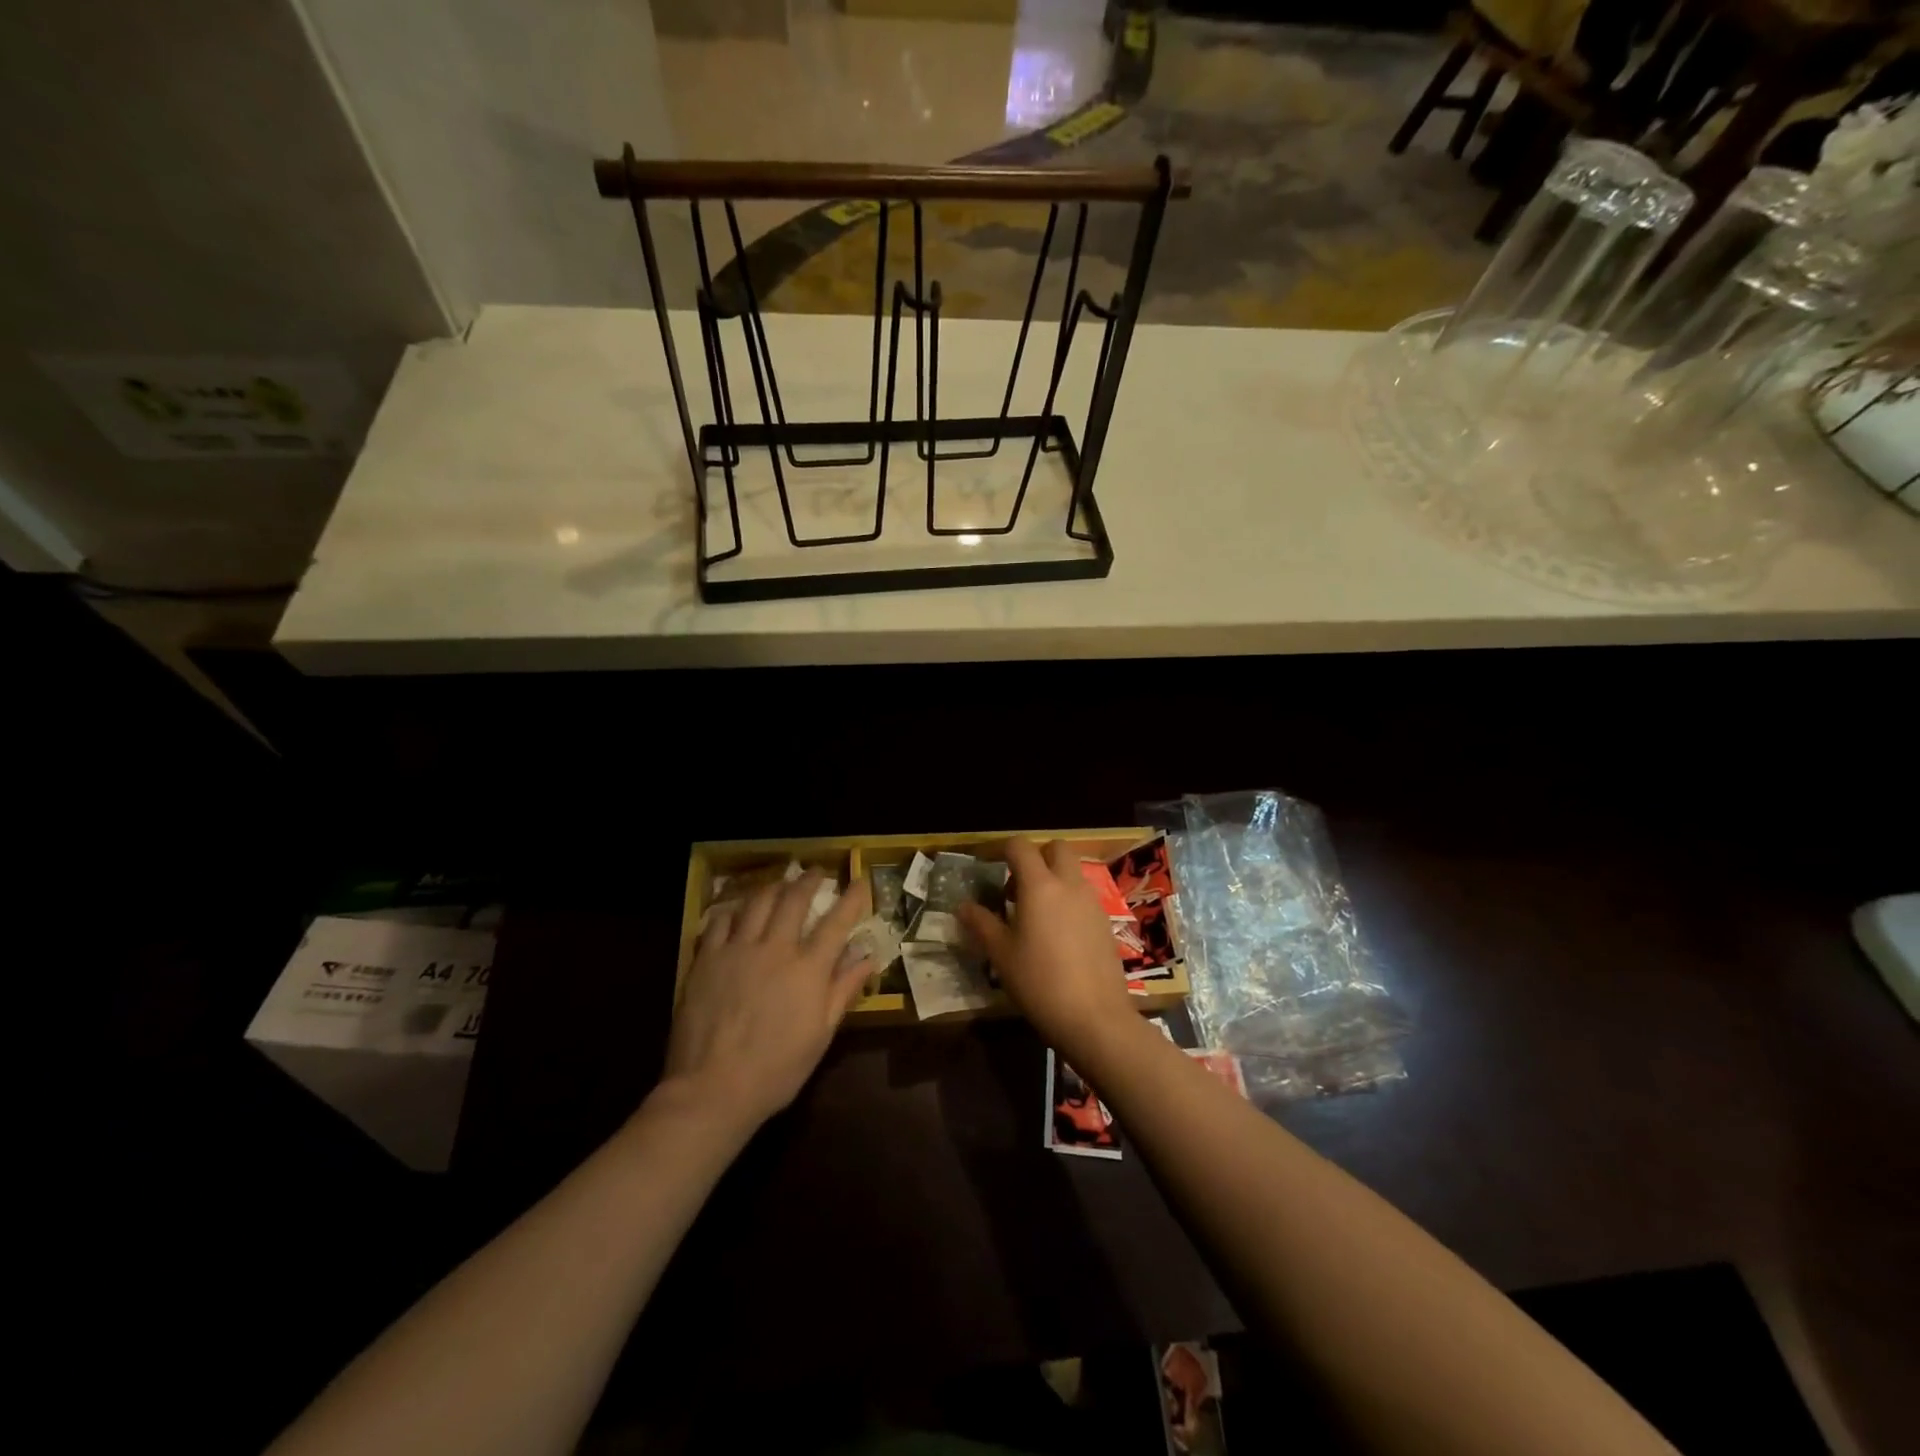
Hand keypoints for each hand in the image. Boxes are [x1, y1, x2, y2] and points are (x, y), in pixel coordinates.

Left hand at [662, 873, 871, 1131]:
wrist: (712, 1089)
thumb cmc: (777, 1069)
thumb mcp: (821, 1035)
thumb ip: (843, 990)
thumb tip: (867, 958)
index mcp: (808, 969)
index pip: (837, 922)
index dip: (851, 898)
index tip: (859, 881)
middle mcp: (775, 948)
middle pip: (794, 899)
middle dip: (808, 880)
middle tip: (815, 872)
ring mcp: (737, 950)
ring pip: (757, 902)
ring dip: (773, 887)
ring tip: (780, 884)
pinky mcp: (706, 959)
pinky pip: (720, 921)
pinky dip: (733, 911)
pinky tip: (737, 912)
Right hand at [957, 838, 1135, 1053]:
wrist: (1095, 1018)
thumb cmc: (1040, 983)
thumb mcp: (1002, 955)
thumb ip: (981, 924)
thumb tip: (962, 906)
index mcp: (1040, 885)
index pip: (1021, 846)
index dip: (1002, 849)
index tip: (989, 865)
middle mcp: (1069, 885)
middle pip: (1057, 848)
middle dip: (1037, 856)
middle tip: (1018, 886)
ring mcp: (1092, 902)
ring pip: (1073, 872)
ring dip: (1054, 878)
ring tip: (1035, 913)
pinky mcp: (1106, 923)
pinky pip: (1084, 896)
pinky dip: (1069, 900)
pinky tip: (1058, 934)